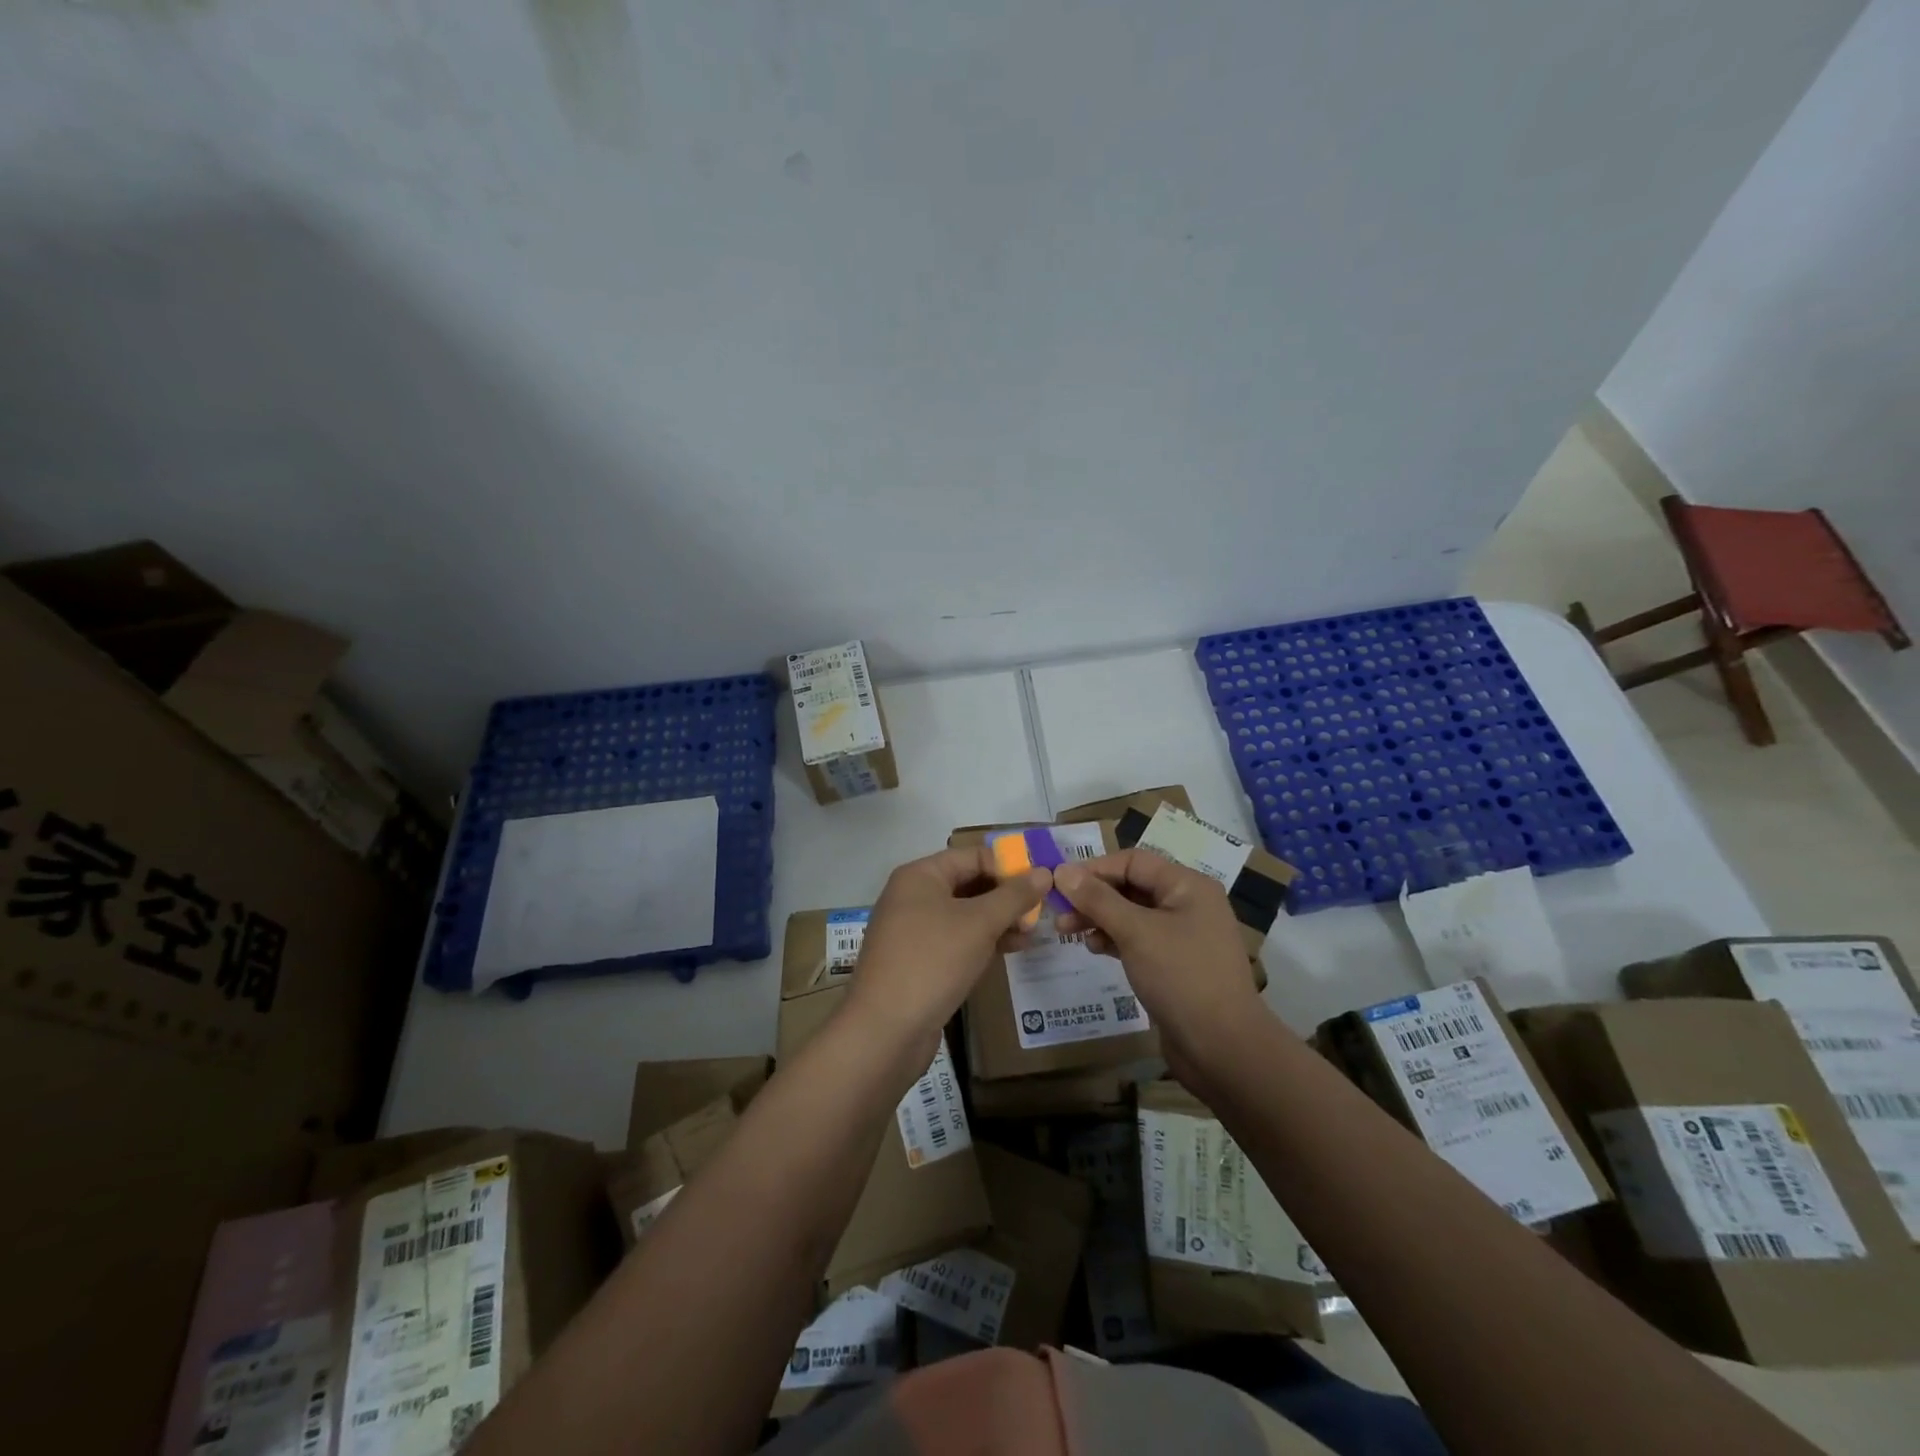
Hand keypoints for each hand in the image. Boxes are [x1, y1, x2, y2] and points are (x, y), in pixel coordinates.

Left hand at [848, 845, 1049, 1051]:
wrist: (885, 1030)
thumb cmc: (932, 961)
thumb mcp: (979, 923)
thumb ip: (1014, 896)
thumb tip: (1045, 872)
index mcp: (920, 876)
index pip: (972, 855)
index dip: (1008, 865)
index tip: (1043, 882)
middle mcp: (913, 896)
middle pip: (968, 883)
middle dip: (1006, 896)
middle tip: (1043, 910)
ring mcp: (913, 931)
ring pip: (965, 915)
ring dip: (999, 920)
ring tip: (1033, 932)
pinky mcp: (918, 961)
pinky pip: (956, 941)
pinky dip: (983, 942)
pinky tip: (1012, 950)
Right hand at [1053, 850, 1267, 1084]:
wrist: (1223, 1049)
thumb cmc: (1181, 978)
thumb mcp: (1136, 932)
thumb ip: (1098, 899)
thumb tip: (1062, 870)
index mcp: (1187, 886)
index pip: (1133, 861)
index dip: (1094, 868)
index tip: (1059, 883)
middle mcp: (1187, 904)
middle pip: (1131, 886)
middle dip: (1093, 896)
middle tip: (1058, 912)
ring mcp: (1182, 936)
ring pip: (1131, 914)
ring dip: (1098, 918)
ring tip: (1066, 932)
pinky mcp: (1174, 964)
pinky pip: (1138, 940)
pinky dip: (1114, 939)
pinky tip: (1094, 949)